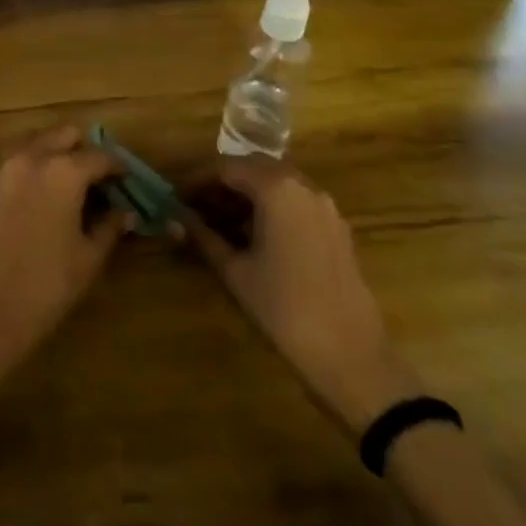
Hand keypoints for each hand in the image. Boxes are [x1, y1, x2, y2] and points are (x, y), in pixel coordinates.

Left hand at [0, 127, 130, 398]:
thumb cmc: (44, 288)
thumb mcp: (87, 260)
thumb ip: (109, 228)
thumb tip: (126, 213)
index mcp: (63, 172)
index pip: (99, 156)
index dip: (117, 166)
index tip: (125, 179)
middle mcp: (29, 159)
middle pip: (62, 135)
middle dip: (82, 149)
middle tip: (93, 176)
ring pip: (30, 145)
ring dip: (50, 155)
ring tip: (61, 184)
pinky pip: (6, 170)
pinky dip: (23, 176)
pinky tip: (28, 204)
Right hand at [183, 156, 418, 432]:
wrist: (351, 357)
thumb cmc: (284, 309)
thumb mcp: (235, 271)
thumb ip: (203, 237)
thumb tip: (174, 219)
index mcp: (277, 189)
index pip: (227, 168)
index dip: (198, 180)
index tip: (176, 197)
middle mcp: (304, 186)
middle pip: (254, 169)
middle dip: (222, 183)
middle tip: (195, 206)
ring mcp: (325, 206)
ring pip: (277, 184)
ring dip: (247, 195)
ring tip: (218, 222)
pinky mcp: (336, 228)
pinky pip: (296, 202)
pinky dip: (271, 208)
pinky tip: (253, 236)